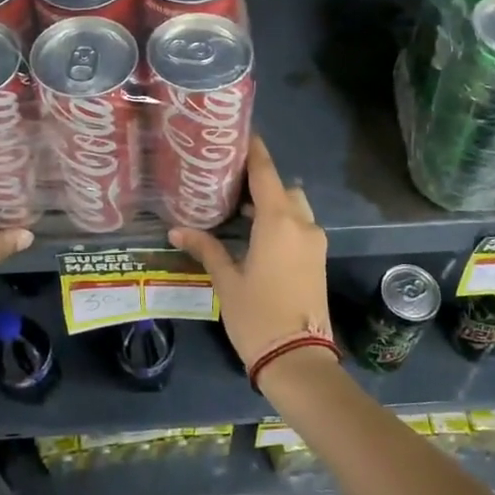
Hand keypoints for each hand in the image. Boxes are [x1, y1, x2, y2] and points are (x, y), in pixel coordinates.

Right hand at [169, 135, 333, 386]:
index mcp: (278, 221)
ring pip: (295, 207)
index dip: (254, 151)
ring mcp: (314, 242)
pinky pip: (300, 227)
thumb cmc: (257, 316)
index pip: (266, 172)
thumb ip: (206, 248)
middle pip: (283, 187)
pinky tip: (257, 235)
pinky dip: (282, 221)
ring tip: (240, 212)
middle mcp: (302, 224)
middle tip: (230, 185)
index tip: (240, 134)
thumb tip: (176, 230)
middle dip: (261, 182)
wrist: (298, 360)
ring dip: (273, 204)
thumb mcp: (226, 280)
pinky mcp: (318, 259)